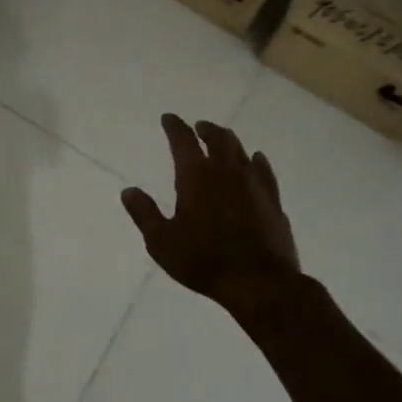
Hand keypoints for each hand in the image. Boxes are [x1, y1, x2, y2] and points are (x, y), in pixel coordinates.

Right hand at [121, 115, 299, 320]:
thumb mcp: (161, 241)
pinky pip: (264, 171)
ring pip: (241, 151)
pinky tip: (257, 160)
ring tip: (222, 140)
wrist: (260, 283)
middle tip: (198, 127)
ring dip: (229, 141)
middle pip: (217, 138)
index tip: (168, 118)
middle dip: (205, 129)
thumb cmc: (204, 260)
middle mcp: (226, 171)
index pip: (183, 140)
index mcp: (196, 176)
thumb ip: (144, 213)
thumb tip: (128, 190)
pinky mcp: (273, 201)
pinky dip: (257, 161)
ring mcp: (254, 184)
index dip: (174, 126)